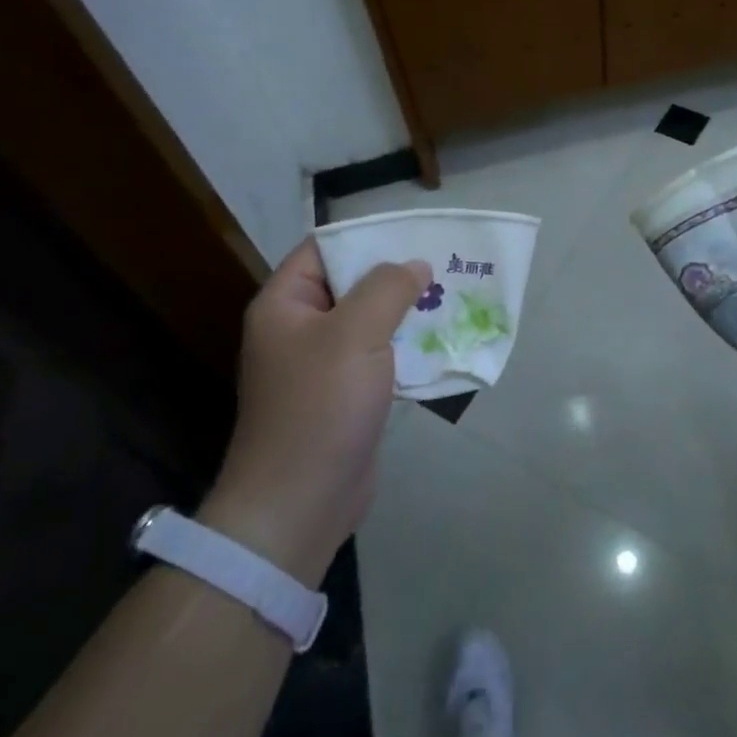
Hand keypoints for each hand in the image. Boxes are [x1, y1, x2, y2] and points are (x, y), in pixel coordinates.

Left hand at [200, 240, 428, 584]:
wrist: (300, 502)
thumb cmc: (321, 407)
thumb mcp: (355, 334)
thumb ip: (387, 288)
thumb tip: (414, 265)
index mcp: (284, 305)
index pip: (324, 249)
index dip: (367, 237)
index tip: (415, 234)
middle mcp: (298, 329)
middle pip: (350, 285)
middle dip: (396, 276)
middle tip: (445, 265)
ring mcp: (321, 365)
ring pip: (369, 323)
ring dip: (406, 313)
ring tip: (452, 298)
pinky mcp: (344, 396)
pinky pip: (377, 357)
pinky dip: (406, 348)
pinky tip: (441, 342)